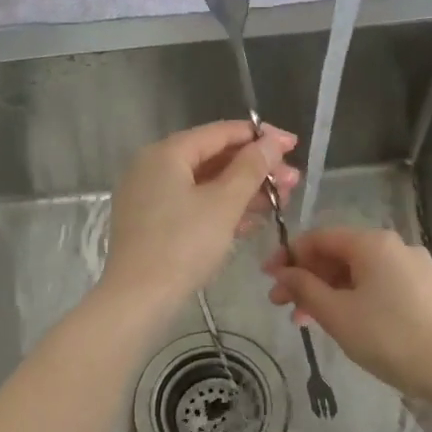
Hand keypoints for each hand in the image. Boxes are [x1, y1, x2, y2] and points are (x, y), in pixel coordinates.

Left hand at [102, 121, 299, 309]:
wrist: (138, 299)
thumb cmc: (183, 245)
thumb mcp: (224, 203)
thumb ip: (250, 168)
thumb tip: (271, 141)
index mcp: (166, 153)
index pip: (219, 132)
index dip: (259, 137)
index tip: (292, 145)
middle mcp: (153, 168)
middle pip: (213, 158)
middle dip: (255, 169)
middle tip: (293, 181)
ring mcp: (150, 197)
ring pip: (204, 184)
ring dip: (243, 191)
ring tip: (281, 201)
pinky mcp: (152, 224)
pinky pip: (193, 205)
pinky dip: (221, 209)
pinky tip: (252, 221)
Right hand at [263, 226, 431, 394]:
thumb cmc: (387, 337)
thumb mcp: (336, 313)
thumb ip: (304, 288)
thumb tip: (283, 273)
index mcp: (373, 243)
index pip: (320, 238)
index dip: (289, 256)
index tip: (267, 278)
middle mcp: (395, 246)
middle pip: (339, 254)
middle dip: (306, 278)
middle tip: (281, 305)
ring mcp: (413, 267)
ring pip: (358, 272)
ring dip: (327, 291)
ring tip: (305, 321)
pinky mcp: (424, 289)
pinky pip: (378, 285)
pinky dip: (353, 298)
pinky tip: (341, 322)